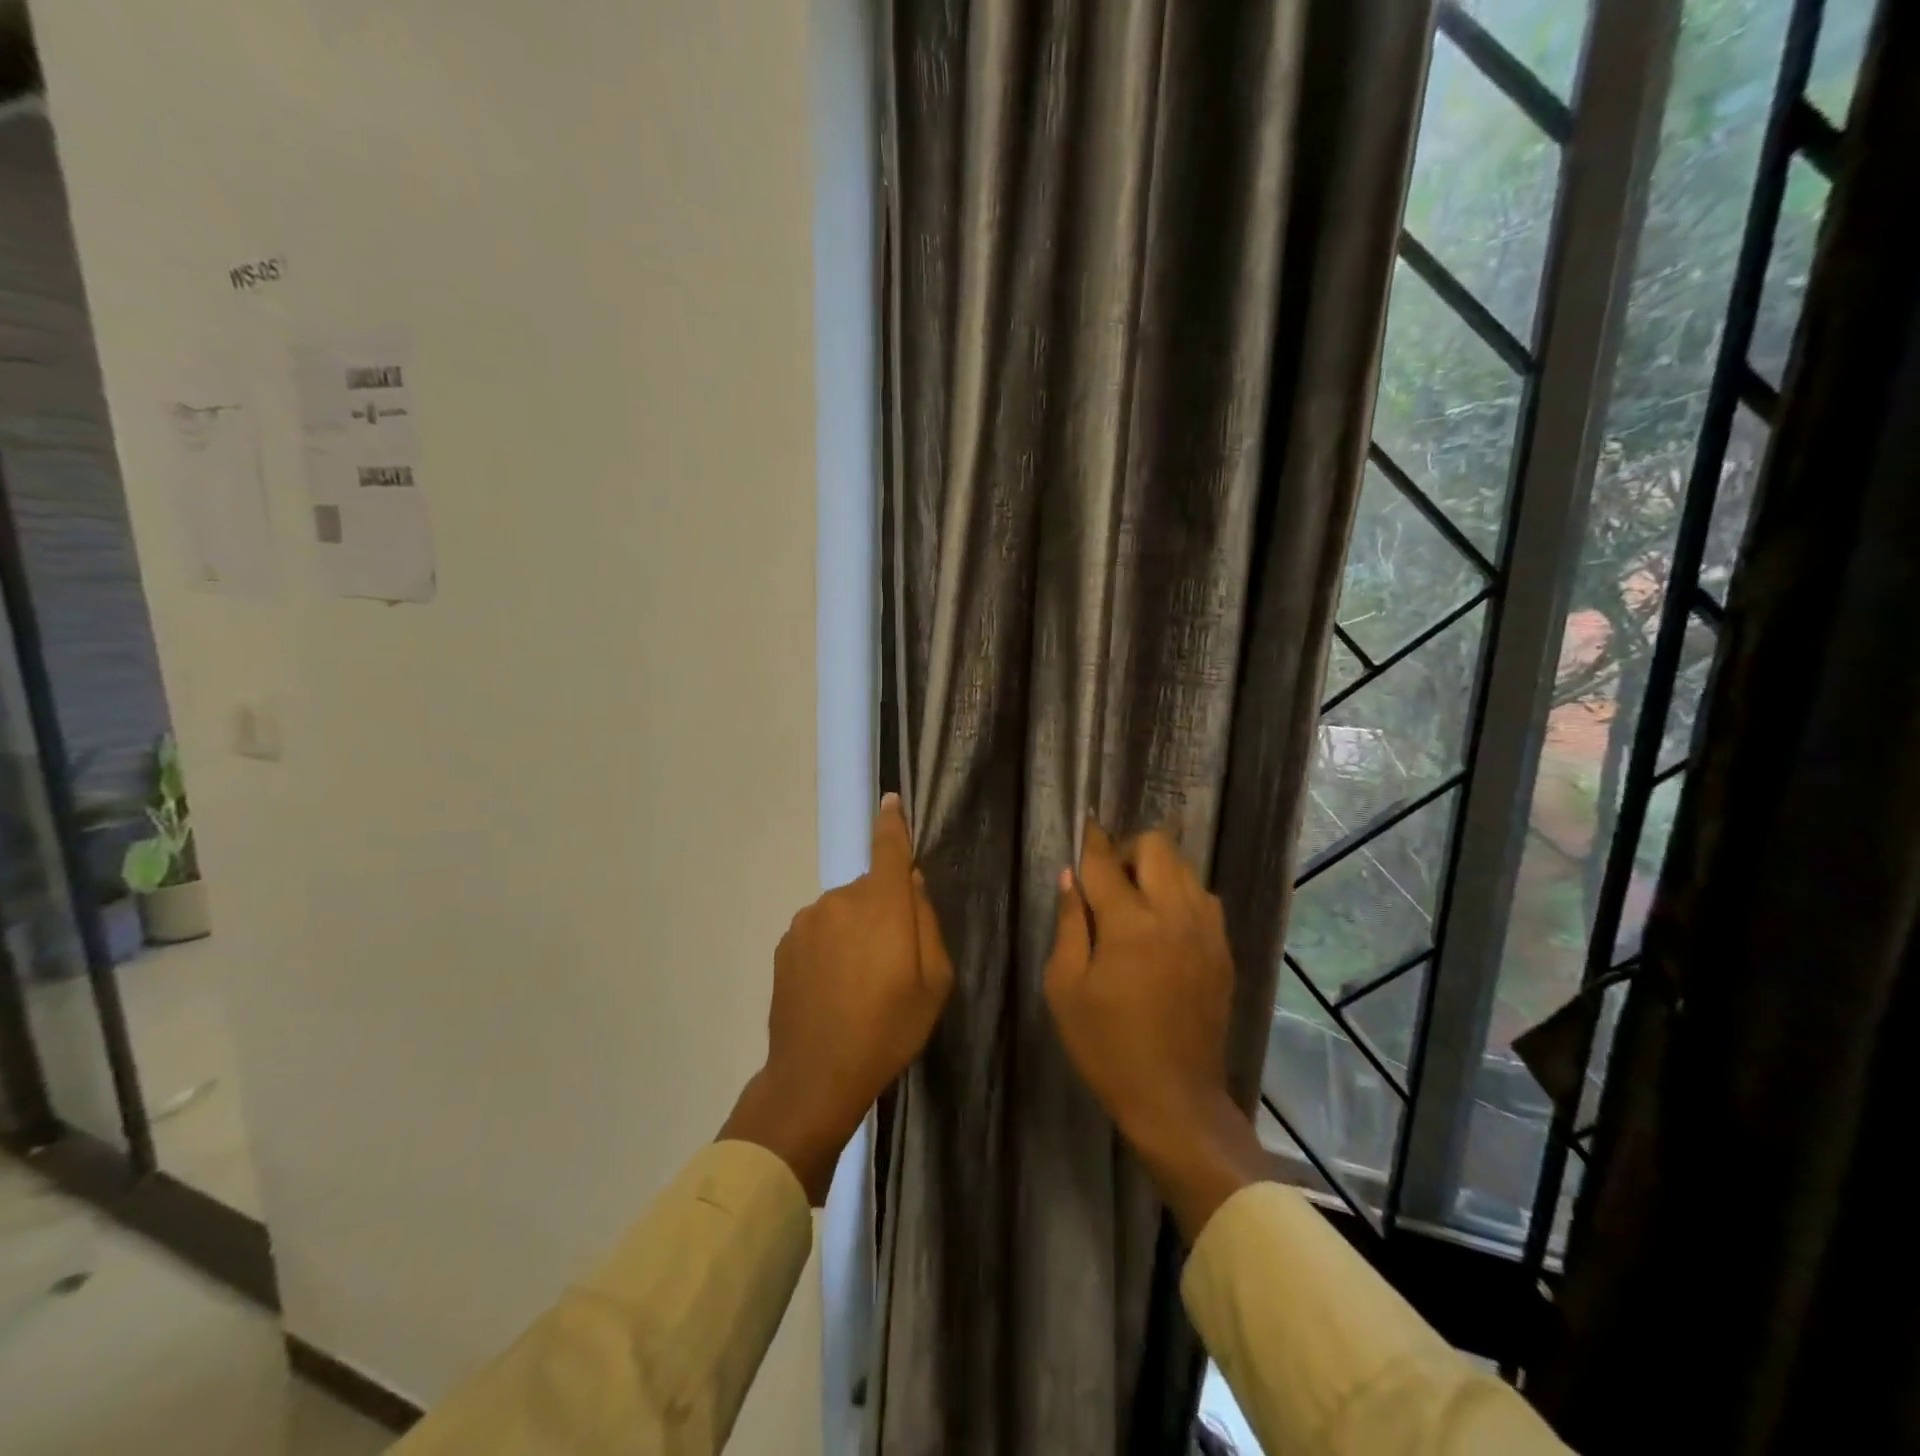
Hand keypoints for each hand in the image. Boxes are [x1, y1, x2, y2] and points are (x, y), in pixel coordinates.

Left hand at [721, 793, 952, 1202]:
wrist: (816, 1073)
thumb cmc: (889, 1029)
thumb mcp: (934, 982)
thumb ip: (927, 923)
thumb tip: (913, 884)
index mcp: (883, 904)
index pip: (889, 849)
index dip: (893, 824)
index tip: (891, 801)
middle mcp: (841, 900)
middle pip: (870, 889)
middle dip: (883, 910)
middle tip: (892, 961)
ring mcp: (808, 920)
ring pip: (843, 911)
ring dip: (854, 930)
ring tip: (858, 981)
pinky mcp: (786, 943)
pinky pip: (819, 931)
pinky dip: (830, 946)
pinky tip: (831, 986)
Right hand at [1044, 822, 1267, 1240]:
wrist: (1174, 1098)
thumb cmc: (1107, 1046)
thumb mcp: (1065, 988)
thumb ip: (1069, 925)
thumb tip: (1069, 879)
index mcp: (1130, 925)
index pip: (1106, 862)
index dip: (1092, 842)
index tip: (1086, 827)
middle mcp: (1174, 914)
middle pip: (1157, 846)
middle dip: (1128, 850)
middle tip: (1109, 881)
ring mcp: (1206, 930)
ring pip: (1185, 868)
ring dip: (1157, 871)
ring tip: (1137, 903)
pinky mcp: (1223, 950)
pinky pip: (1204, 898)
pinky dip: (1181, 895)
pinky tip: (1164, 927)